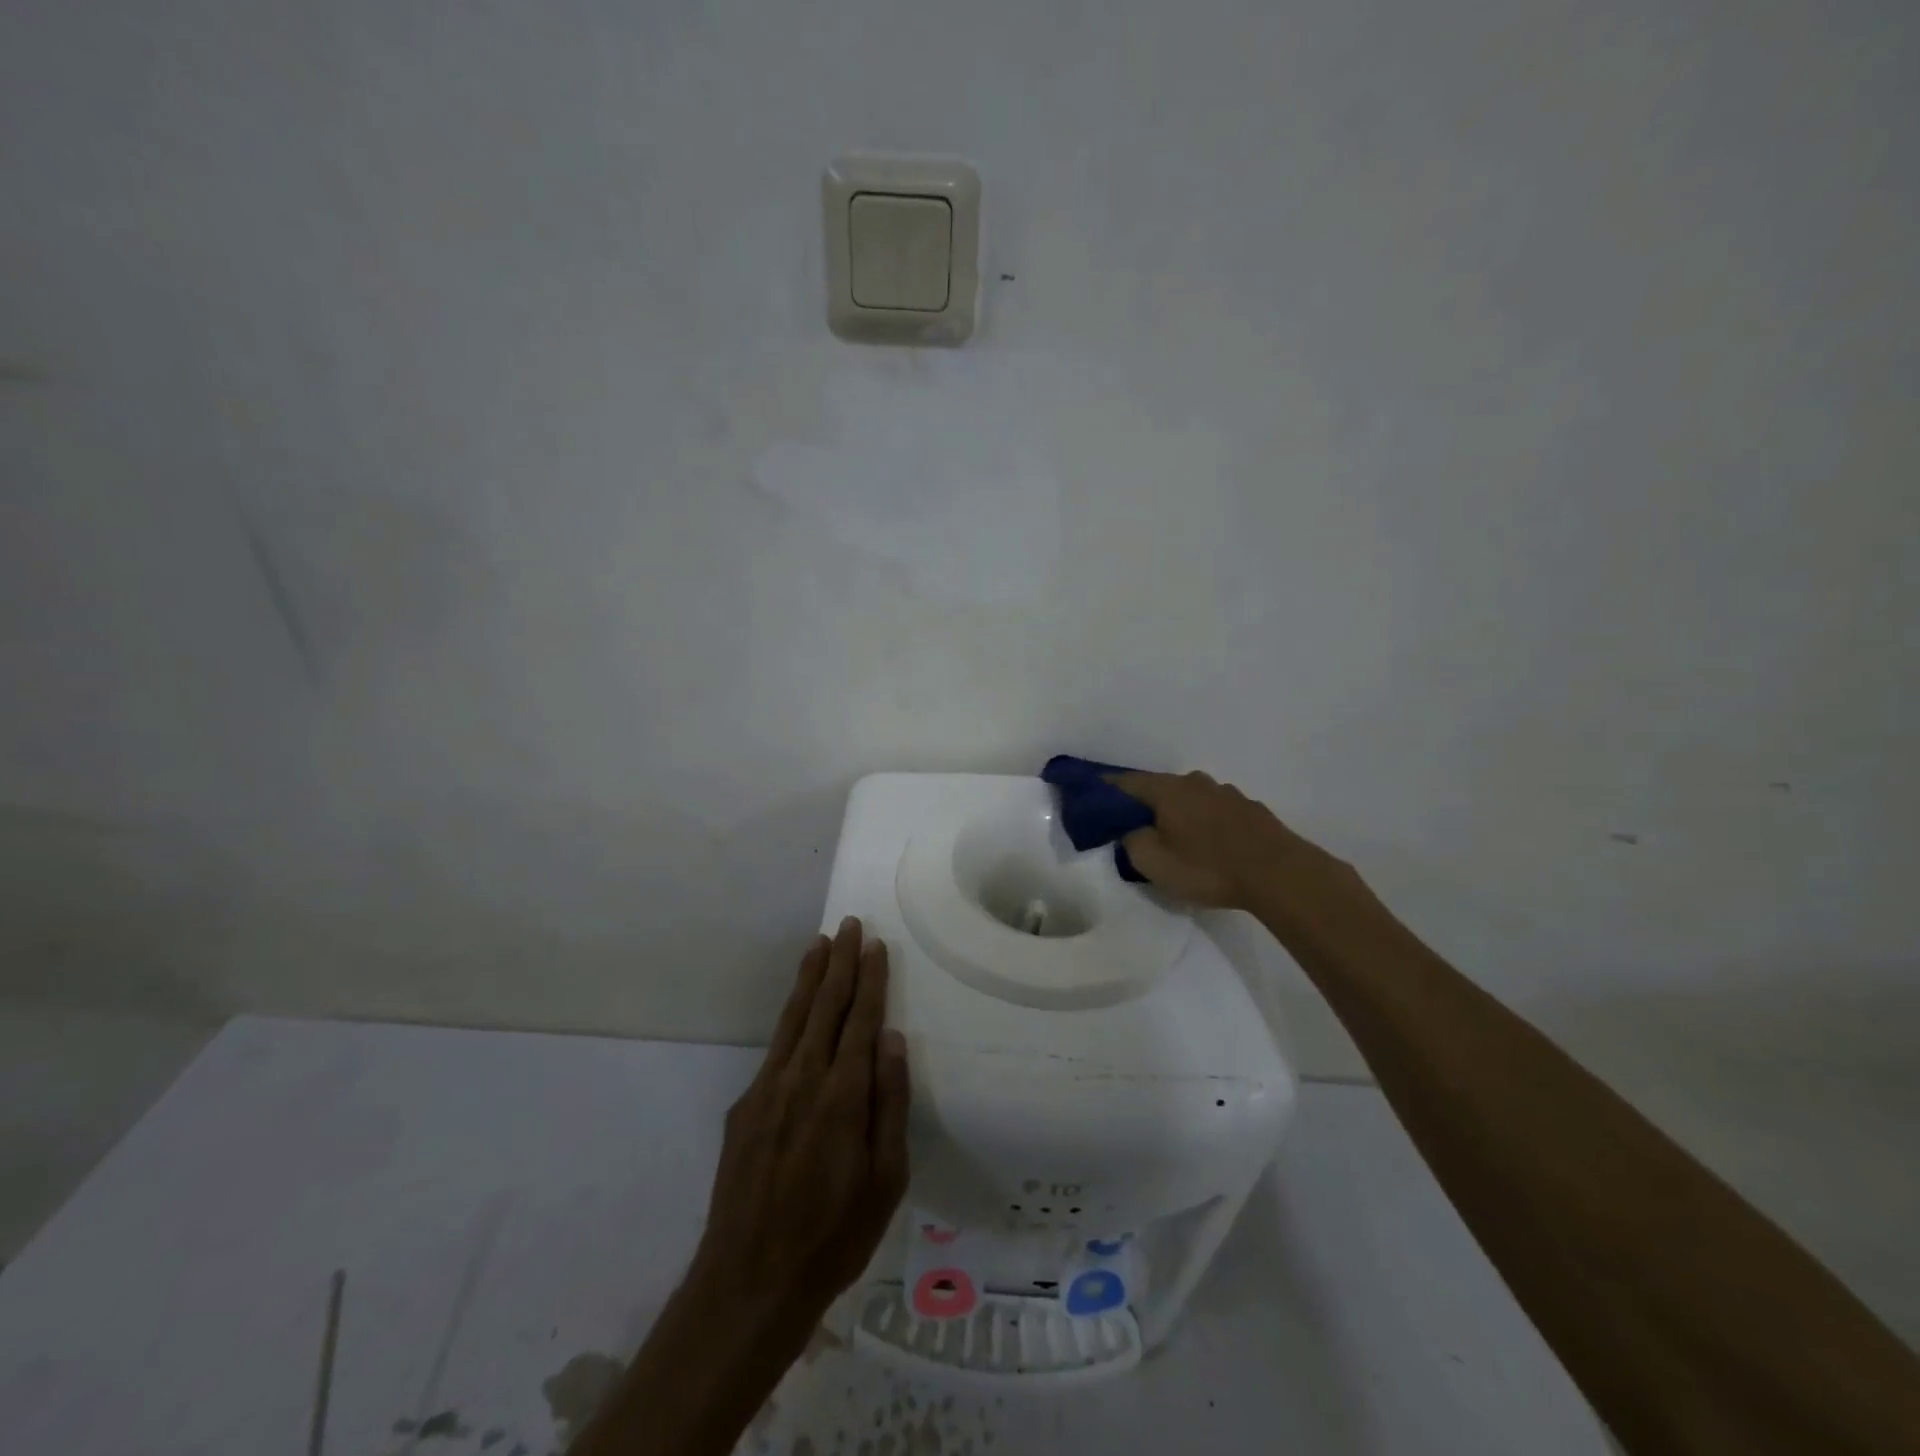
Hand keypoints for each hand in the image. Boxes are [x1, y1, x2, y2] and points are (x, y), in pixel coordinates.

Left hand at [689, 917, 909, 1332]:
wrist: (749, 1281)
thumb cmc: (834, 1235)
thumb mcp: (885, 1180)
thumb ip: (889, 1104)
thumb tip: (892, 1040)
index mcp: (842, 1095)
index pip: (860, 1020)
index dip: (869, 979)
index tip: (875, 945)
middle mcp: (802, 1079)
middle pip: (824, 1006)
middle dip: (839, 962)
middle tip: (848, 925)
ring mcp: (767, 1089)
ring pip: (794, 1018)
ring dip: (809, 978)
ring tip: (820, 944)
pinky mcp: (744, 1107)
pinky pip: (774, 1047)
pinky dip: (790, 1016)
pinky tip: (797, 1009)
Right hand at [1112, 770, 1358, 913]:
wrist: (1279, 874)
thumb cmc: (1208, 867)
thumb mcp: (1153, 862)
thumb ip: (1131, 841)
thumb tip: (1130, 830)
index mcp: (1166, 790)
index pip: (1125, 782)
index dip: (1105, 790)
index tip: (1091, 798)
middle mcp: (1194, 782)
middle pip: (1158, 788)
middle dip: (1143, 804)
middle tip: (1132, 826)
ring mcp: (1226, 793)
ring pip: (1189, 798)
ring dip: (1177, 813)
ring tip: (1174, 837)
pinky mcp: (1250, 810)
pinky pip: (1214, 811)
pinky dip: (1204, 822)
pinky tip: (1208, 844)